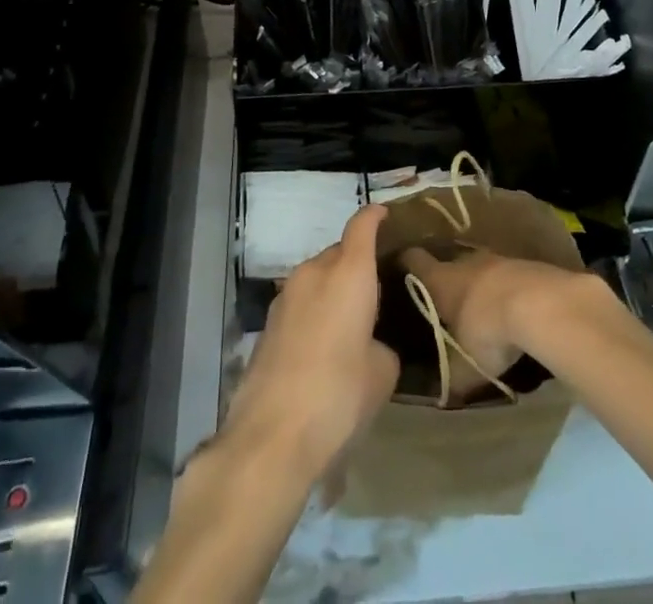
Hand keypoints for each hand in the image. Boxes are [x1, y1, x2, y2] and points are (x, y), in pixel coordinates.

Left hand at [221, 205, 398, 486]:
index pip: (362, 226)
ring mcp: (285, 296)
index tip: (385, 216)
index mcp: (349, 273)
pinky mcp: (267, 323)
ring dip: (332, 290)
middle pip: (338, 253)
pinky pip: (300, 303)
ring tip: (349, 323)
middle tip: (375, 291)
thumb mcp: (381, 372)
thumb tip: (368, 343)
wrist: (271, 436)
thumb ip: (381, 344)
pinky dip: (314, 312)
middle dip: (356, 264)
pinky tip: (322, 347)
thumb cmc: (339, 395)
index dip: (374, 217)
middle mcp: (314, 272)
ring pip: (316, 278)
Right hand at [398, 246, 592, 381]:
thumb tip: (438, 396)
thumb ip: (449, 378)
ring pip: (480, 268)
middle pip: (448, 262)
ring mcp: (497, 259)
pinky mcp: (526, 264)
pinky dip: (506, 289)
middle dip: (446, 279)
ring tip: (481, 309)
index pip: (413, 260)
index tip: (398, 272)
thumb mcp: (463, 367)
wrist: (542, 305)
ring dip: (480, 285)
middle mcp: (465, 261)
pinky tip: (514, 310)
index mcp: (441, 280)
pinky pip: (508, 275)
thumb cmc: (489, 332)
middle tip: (443, 302)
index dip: (404, 263)